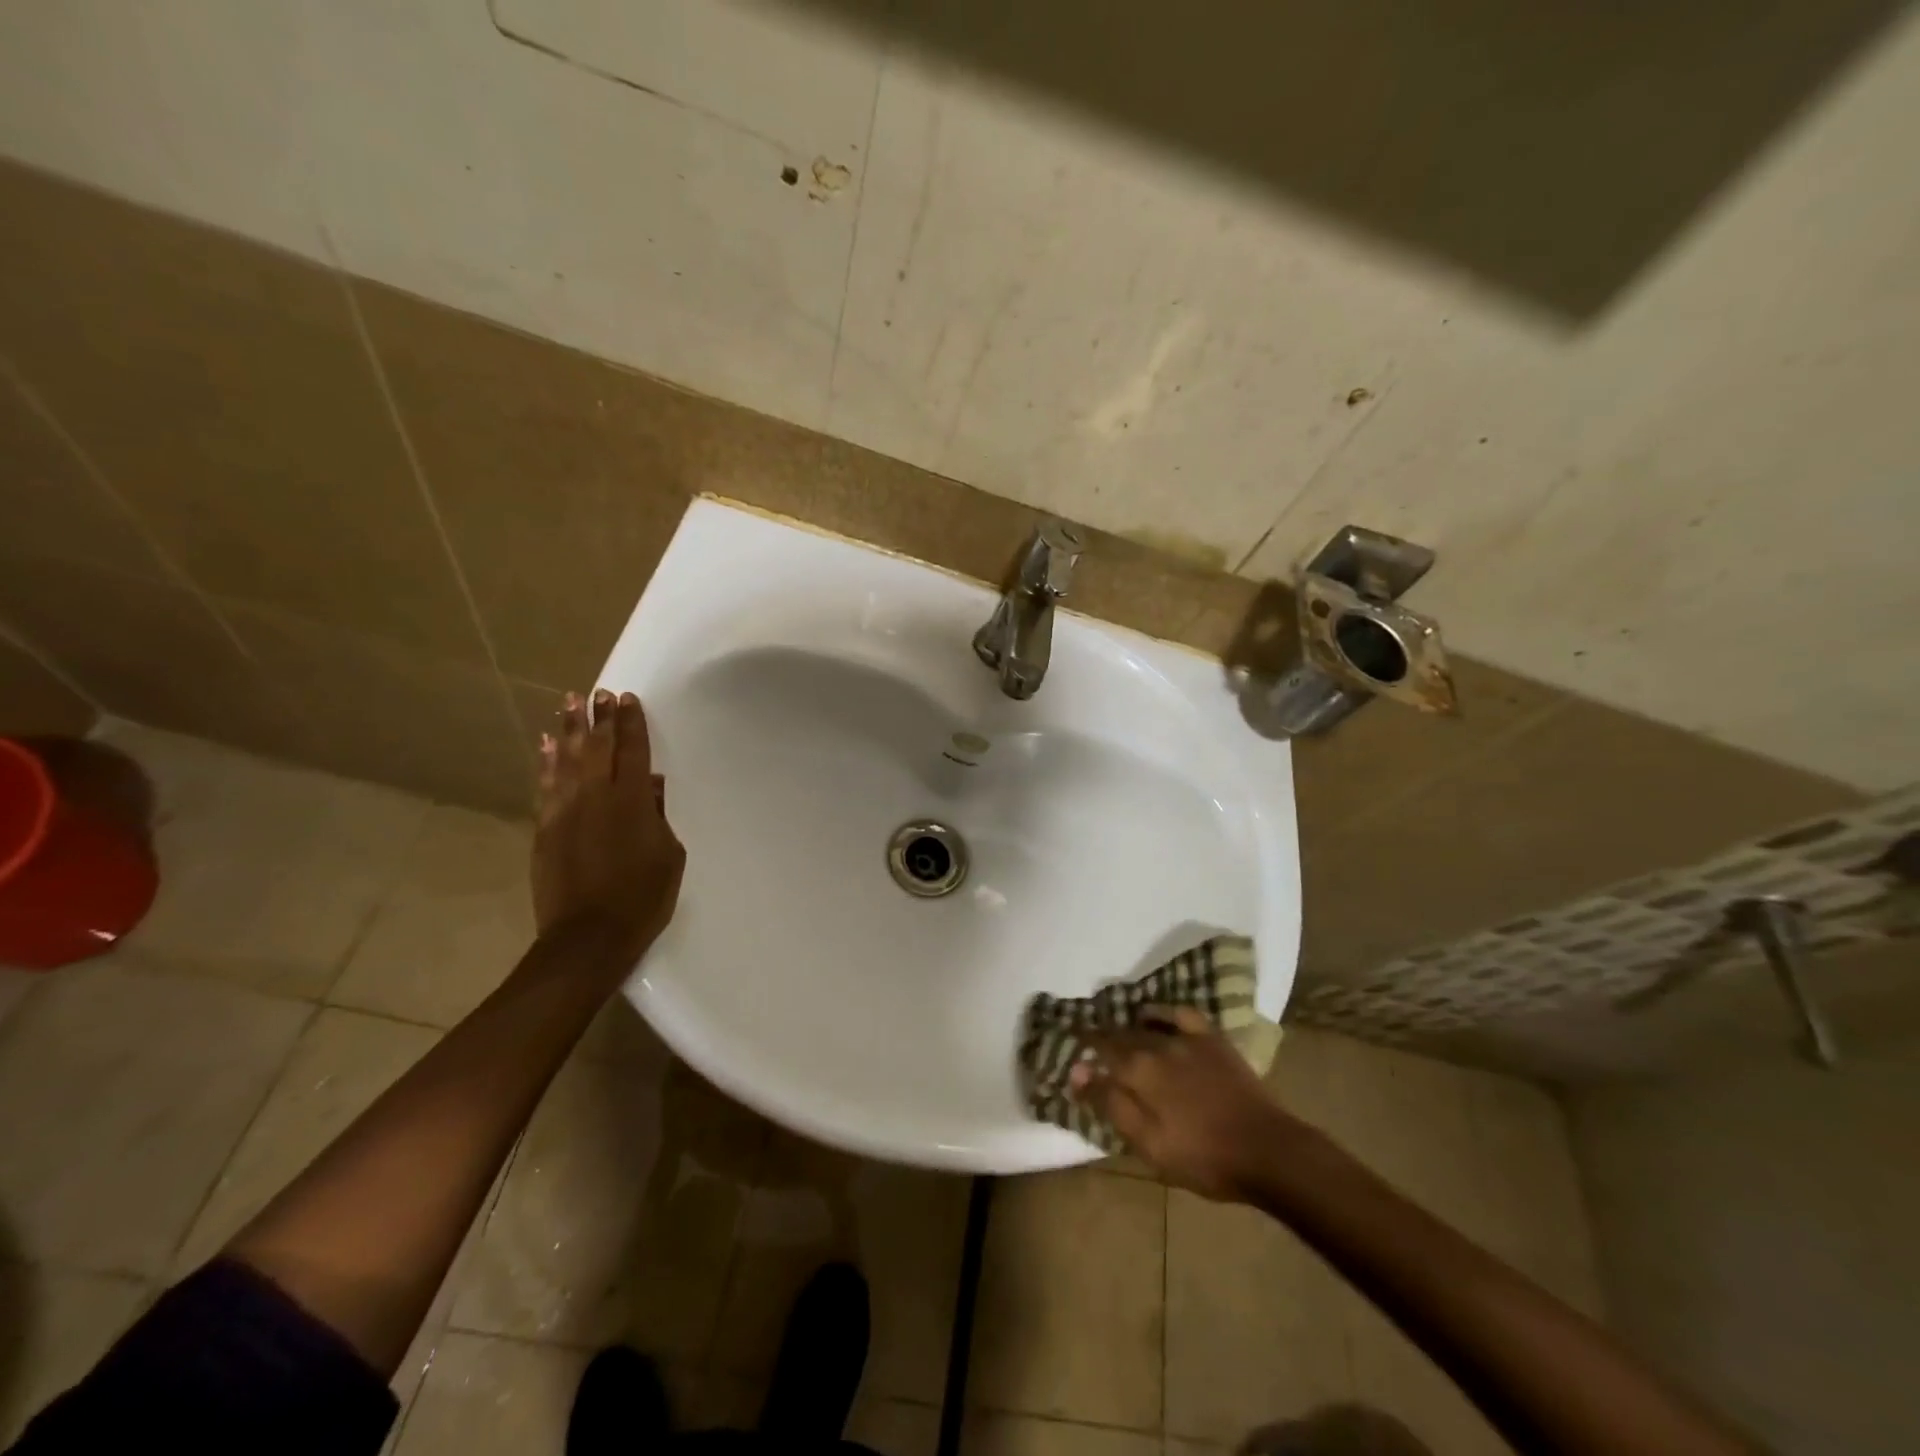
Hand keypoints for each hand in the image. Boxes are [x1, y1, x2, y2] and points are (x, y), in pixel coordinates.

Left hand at [533, 689, 684, 964]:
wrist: (587, 937)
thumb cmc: (642, 897)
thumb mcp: (669, 855)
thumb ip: (660, 815)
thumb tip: (653, 786)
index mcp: (633, 801)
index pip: (633, 750)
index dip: (631, 723)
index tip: (627, 699)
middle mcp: (596, 795)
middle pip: (597, 746)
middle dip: (600, 717)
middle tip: (599, 692)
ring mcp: (565, 810)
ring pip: (566, 758)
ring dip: (568, 729)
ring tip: (569, 703)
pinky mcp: (544, 828)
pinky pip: (545, 784)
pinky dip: (545, 762)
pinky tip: (545, 744)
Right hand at [1070, 1006, 1293, 1201]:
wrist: (1266, 1150)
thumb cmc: (1203, 1158)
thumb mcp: (1149, 1144)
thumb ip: (1111, 1104)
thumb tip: (1078, 1071)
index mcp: (1138, 1072)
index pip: (1100, 1051)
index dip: (1083, 1047)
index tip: (1070, 1046)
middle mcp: (1156, 1046)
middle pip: (1119, 1035)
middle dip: (1101, 1036)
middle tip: (1089, 1040)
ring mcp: (1186, 1039)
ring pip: (1145, 1024)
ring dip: (1125, 1025)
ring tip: (1116, 1030)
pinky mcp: (1211, 1039)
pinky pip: (1179, 1014)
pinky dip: (1161, 1012)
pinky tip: (1153, 1016)